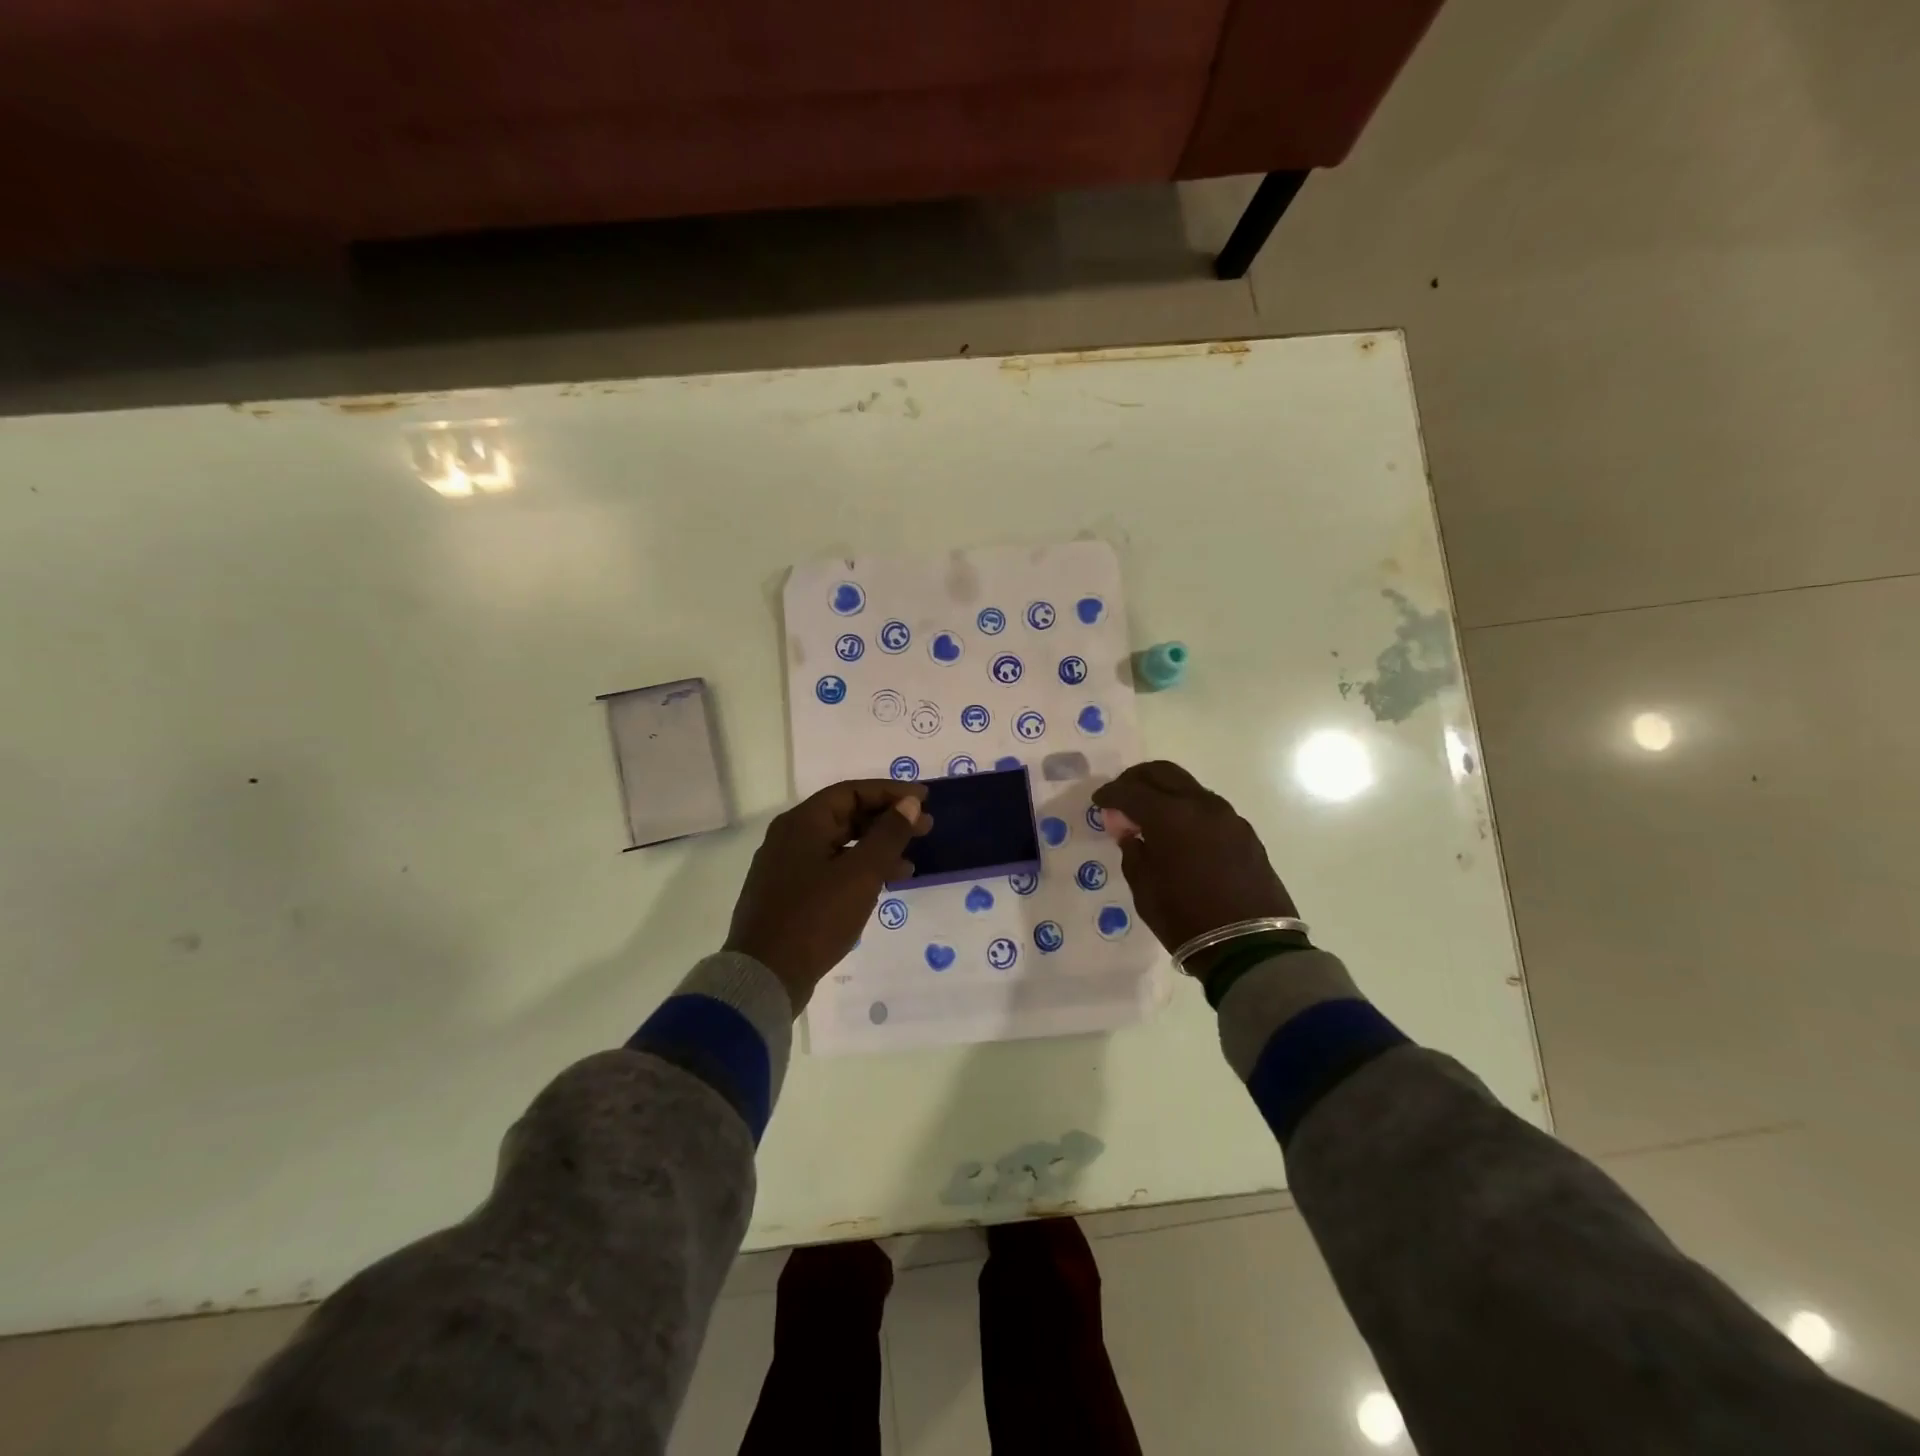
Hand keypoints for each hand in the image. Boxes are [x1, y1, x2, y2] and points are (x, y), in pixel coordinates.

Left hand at [724, 780, 931, 1011]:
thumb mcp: (861, 873)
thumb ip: (889, 834)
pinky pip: (831, 868)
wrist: (765, 977)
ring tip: (911, 862)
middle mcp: (790, 837)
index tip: (924, 800)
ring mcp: (786, 867)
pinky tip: (882, 885)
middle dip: (887, 821)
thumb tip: (910, 804)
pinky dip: (859, 870)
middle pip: (846, 816)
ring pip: (840, 845)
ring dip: (877, 848)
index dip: (891, 792)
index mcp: (802, 823)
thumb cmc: (816, 917)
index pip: (852, 792)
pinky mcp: (789, 895)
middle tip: (926, 828)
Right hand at [1092, 761, 1296, 975]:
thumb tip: (1128, 829)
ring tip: (1148, 816)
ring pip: (1188, 787)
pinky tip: (1178, 832)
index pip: (1130, 790)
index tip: (1098, 801)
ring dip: (1163, 792)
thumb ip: (1132, 850)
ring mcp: (1227, 816)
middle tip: (1121, 796)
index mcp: (1170, 816)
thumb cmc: (1186, 919)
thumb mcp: (1144, 888)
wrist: (1250, 947)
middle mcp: (1201, 805)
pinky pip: (1207, 807)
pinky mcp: (1244, 832)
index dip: (1109, 793)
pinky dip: (1185, 809)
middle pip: (1163, 773)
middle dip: (1136, 779)